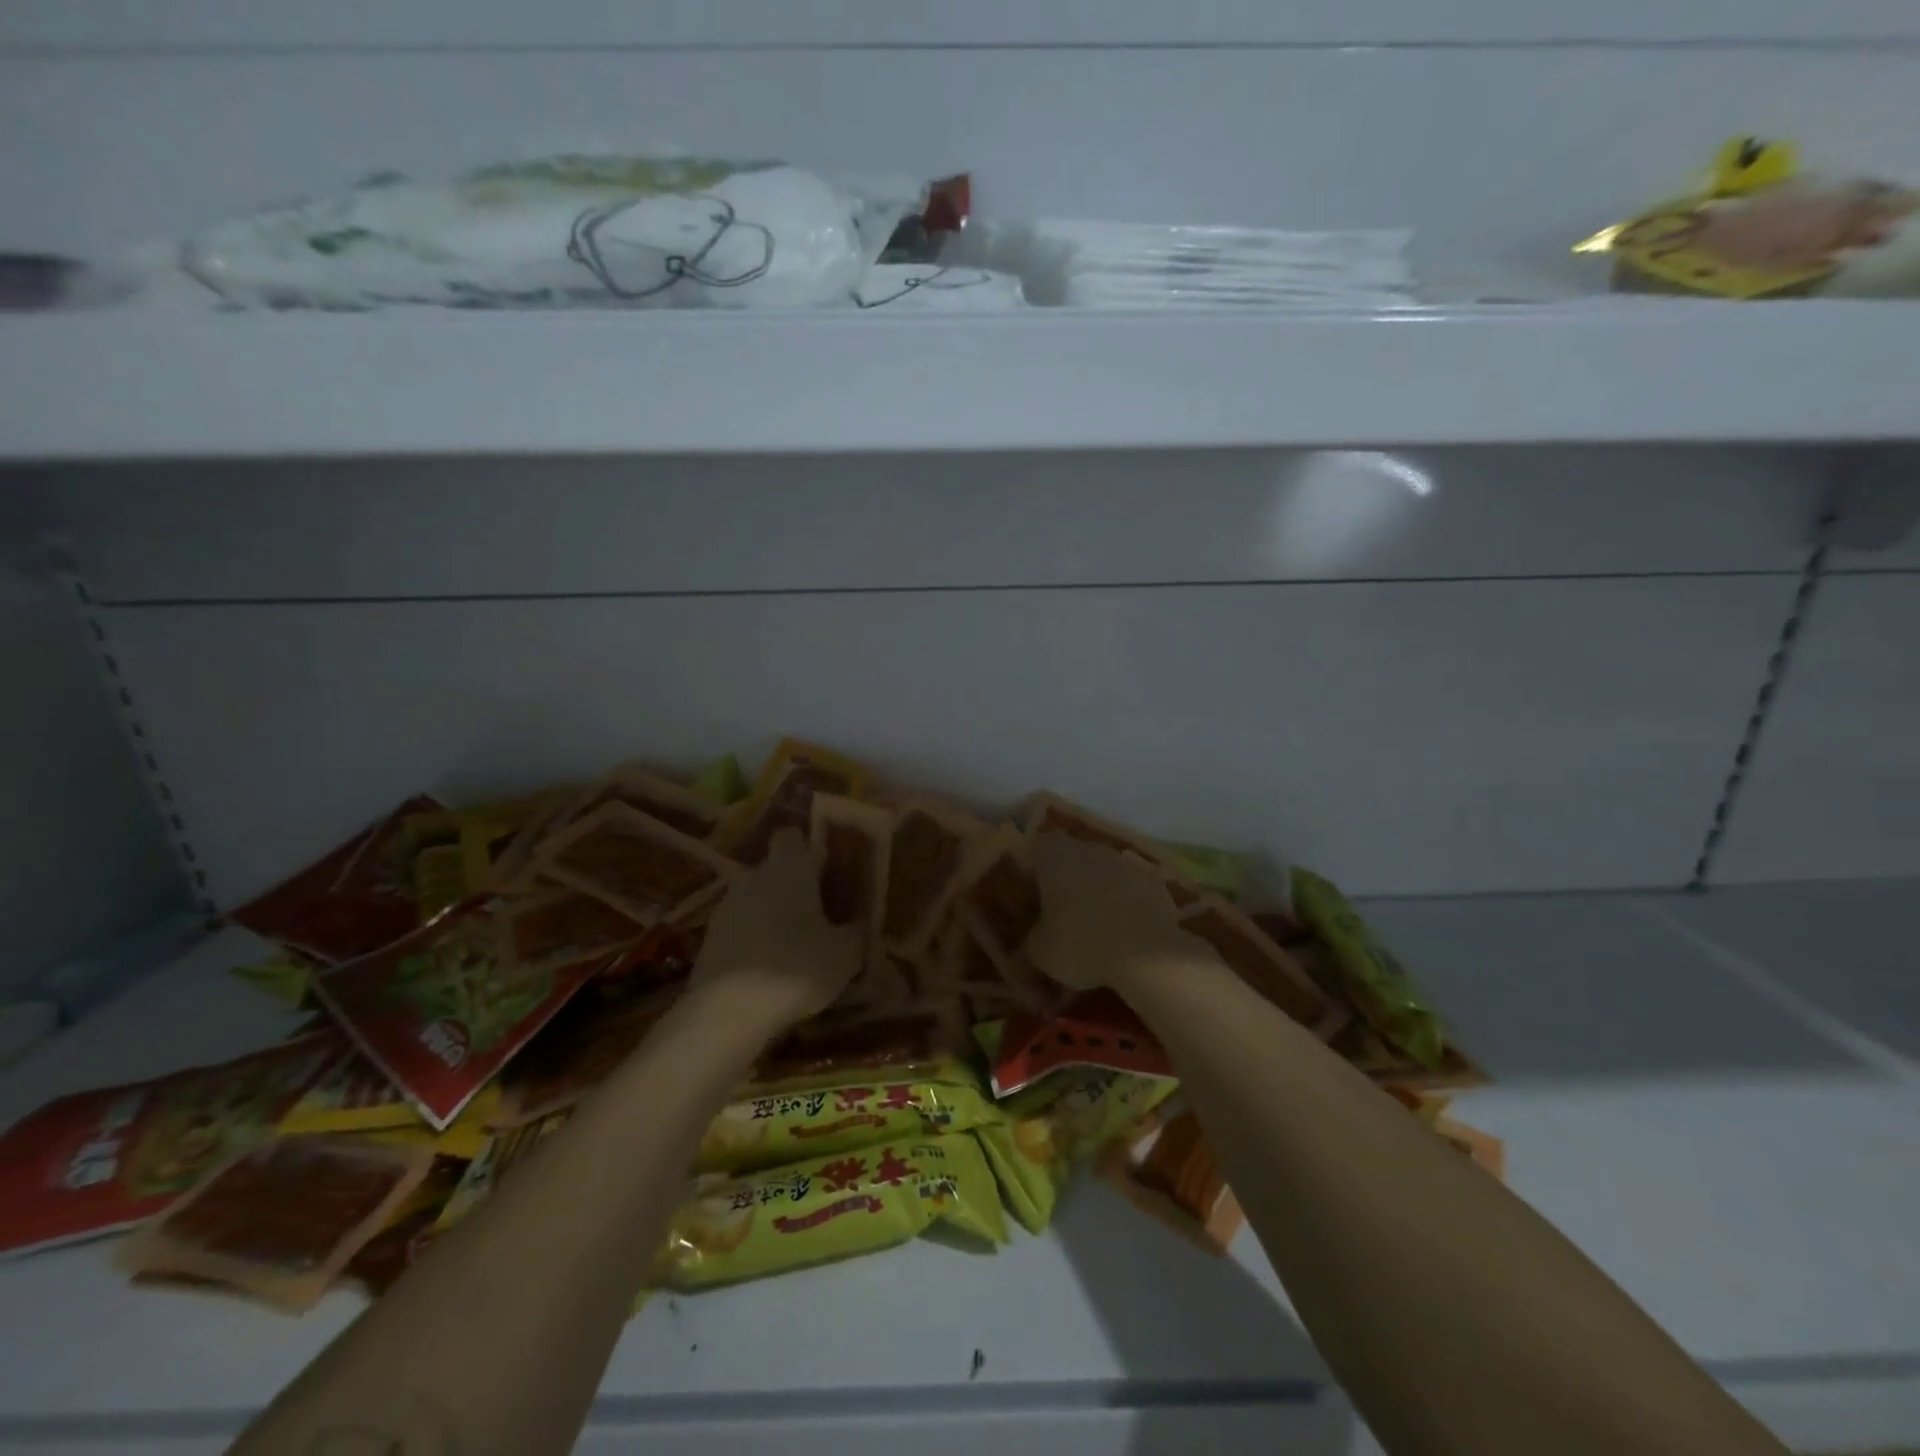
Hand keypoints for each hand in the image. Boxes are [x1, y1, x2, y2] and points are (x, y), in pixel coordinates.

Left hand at [692, 828, 861, 1029]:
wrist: (727, 1012)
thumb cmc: (795, 967)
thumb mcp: (845, 954)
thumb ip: (855, 932)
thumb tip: (856, 925)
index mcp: (789, 867)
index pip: (793, 836)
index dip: (810, 850)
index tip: (827, 872)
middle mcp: (754, 876)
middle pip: (775, 870)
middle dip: (795, 888)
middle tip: (821, 916)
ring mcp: (726, 907)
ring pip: (756, 900)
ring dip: (773, 916)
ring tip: (796, 948)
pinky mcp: (709, 940)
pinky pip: (740, 929)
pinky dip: (754, 942)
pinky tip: (770, 970)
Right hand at [1026, 834, 1219, 992]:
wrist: (1146, 954)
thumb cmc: (1080, 944)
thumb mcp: (1040, 954)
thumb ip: (1028, 945)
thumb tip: (1024, 950)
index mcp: (1055, 857)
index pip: (1038, 847)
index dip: (1035, 867)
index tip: (1034, 892)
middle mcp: (1089, 850)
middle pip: (1073, 856)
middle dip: (1068, 878)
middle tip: (1062, 911)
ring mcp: (1125, 863)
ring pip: (1104, 870)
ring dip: (1099, 889)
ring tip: (1096, 924)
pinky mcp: (1153, 881)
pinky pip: (1131, 888)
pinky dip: (1127, 902)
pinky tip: (1126, 931)